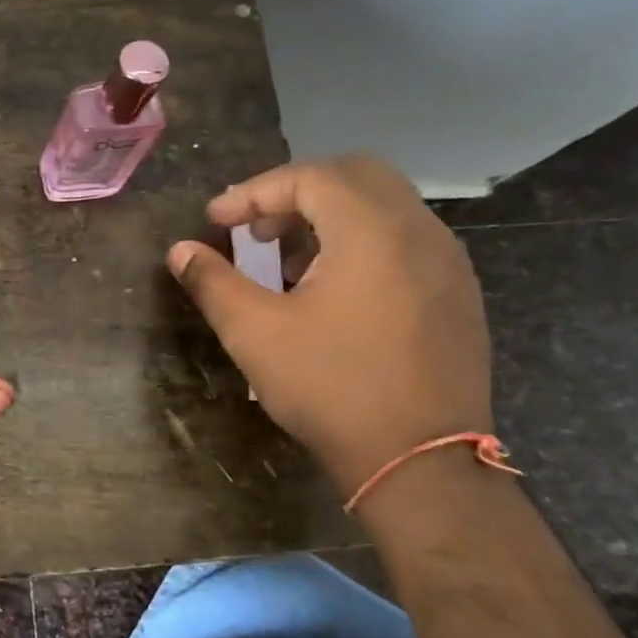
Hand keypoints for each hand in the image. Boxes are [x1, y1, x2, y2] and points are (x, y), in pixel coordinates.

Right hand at [166, 155, 492, 492]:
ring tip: (287, 263)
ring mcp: (448, 262)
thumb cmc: (331, 387)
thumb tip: (179, 251)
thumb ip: (213, 282)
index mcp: (372, 230)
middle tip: (255, 230)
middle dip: (295, 192)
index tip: (215, 221)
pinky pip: (405, 240)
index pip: (309, 177)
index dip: (253, 192)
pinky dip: (361, 242)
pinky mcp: (457, 294)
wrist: (421, 461)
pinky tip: (333, 291)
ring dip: (329, 217)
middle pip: (354, 176)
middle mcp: (419, 231)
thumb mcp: (255, 333)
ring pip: (384, 207)